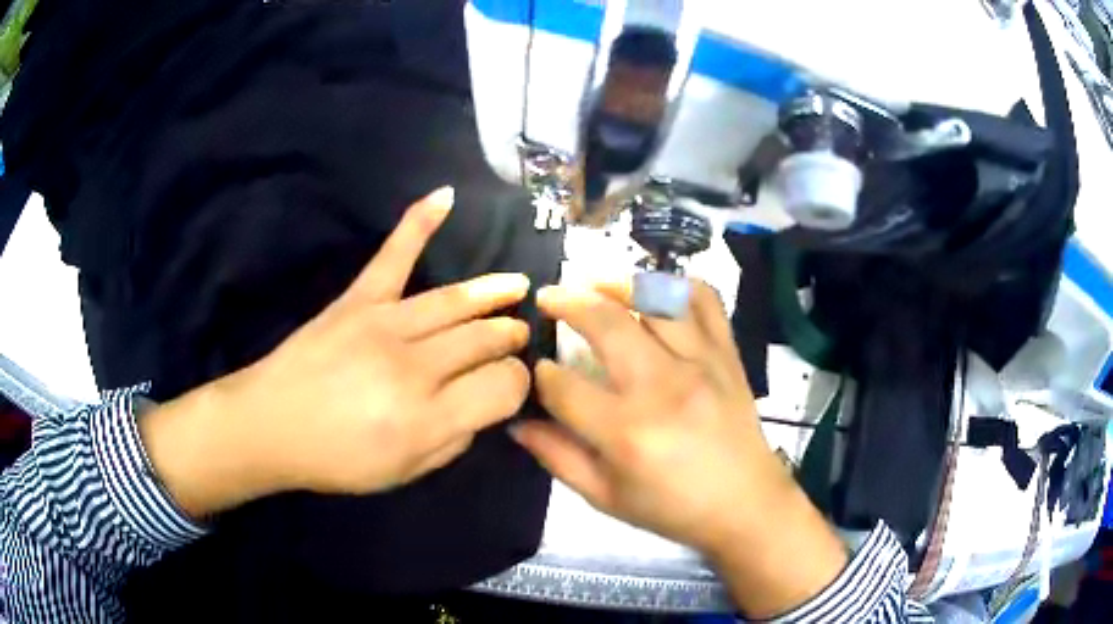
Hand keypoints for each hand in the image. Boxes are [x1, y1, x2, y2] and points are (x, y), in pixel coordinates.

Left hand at [141, 188, 531, 516]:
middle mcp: (413, 368)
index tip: (510, 384)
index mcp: (427, 419)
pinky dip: (419, 222)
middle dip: (509, 338)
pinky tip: (445, 196)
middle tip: (516, 336)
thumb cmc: (336, 460)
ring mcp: (383, 325)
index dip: (516, 383)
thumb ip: (453, 442)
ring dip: (494, 292)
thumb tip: (482, 407)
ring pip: (456, 300)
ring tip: (517, 287)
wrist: (269, 426)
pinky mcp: (357, 300)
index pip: (501, 386)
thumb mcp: (404, 473)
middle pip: (484, 339)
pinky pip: (393, 255)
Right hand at [512, 281, 847, 617]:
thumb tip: (517, 423)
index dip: (540, 374)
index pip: (563, 386)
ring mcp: (701, 362)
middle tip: (548, 298)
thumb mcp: (605, 498)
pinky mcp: (727, 354)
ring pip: (654, 299)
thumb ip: (558, 457)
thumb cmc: (672, 509)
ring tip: (595, 284)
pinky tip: (655, 292)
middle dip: (566, 303)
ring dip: (617, 283)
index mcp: (626, 432)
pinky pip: (705, 300)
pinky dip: (678, 285)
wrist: (745, 505)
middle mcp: (662, 386)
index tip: (536, 370)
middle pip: (605, 323)